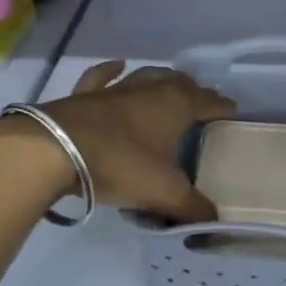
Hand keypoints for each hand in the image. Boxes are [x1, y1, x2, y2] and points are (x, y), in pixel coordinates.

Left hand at [35, 60, 235, 222]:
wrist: (54, 150)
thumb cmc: (120, 165)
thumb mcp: (163, 192)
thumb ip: (191, 207)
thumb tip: (214, 220)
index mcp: (174, 106)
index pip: (205, 101)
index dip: (220, 105)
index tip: (231, 108)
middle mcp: (147, 90)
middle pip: (177, 83)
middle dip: (192, 90)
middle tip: (201, 99)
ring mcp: (114, 90)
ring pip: (144, 76)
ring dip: (160, 79)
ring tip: (169, 83)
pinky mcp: (84, 96)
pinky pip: (102, 77)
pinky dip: (112, 70)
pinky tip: (118, 66)